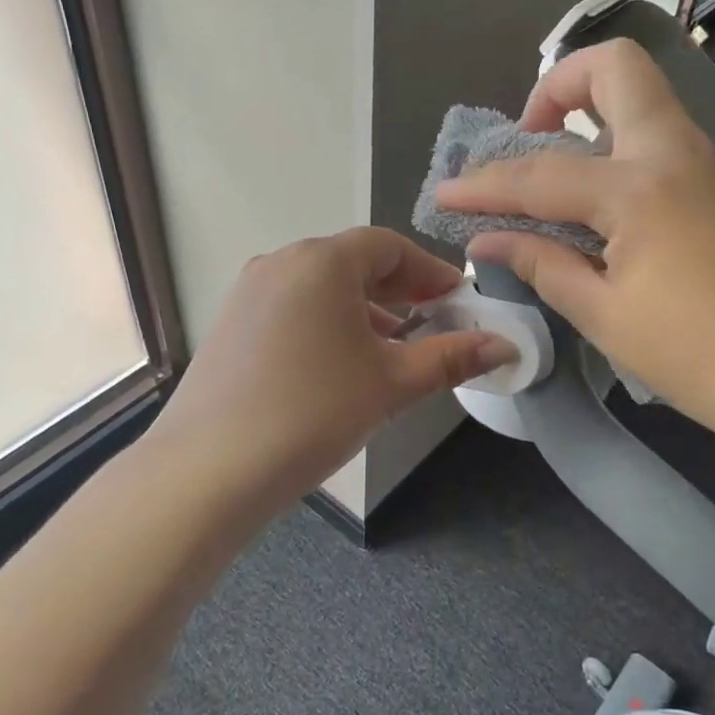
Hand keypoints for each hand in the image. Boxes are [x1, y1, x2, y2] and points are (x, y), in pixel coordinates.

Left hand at [147, 228, 514, 507]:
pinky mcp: (231, 322)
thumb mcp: (391, 384)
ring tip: (393, 345)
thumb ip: (451, 358)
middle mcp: (281, 261)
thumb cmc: (313, 412)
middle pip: (353, 261)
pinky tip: (341, 361)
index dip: (429, 270)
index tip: (458, 299)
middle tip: (433, 319)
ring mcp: (250, 291)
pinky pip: (293, 305)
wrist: (209, 468)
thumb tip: (505, 346)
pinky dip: (327, 321)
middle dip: (399, 288)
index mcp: (322, 260)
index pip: (388, 246)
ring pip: (321, 285)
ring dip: (363, 307)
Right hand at [436, 39, 714, 453]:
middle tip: (533, 136)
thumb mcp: (606, 317)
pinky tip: (624, 218)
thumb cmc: (701, 358)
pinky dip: (630, 159)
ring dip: (597, 125)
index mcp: (641, 188)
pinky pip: (671, 145)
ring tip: (570, 187)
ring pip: (648, 105)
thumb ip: (543, 264)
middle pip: (616, 68)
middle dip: (559, 86)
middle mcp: (682, 153)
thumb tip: (488, 239)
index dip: (485, 185)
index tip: (445, 194)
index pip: (541, 174)